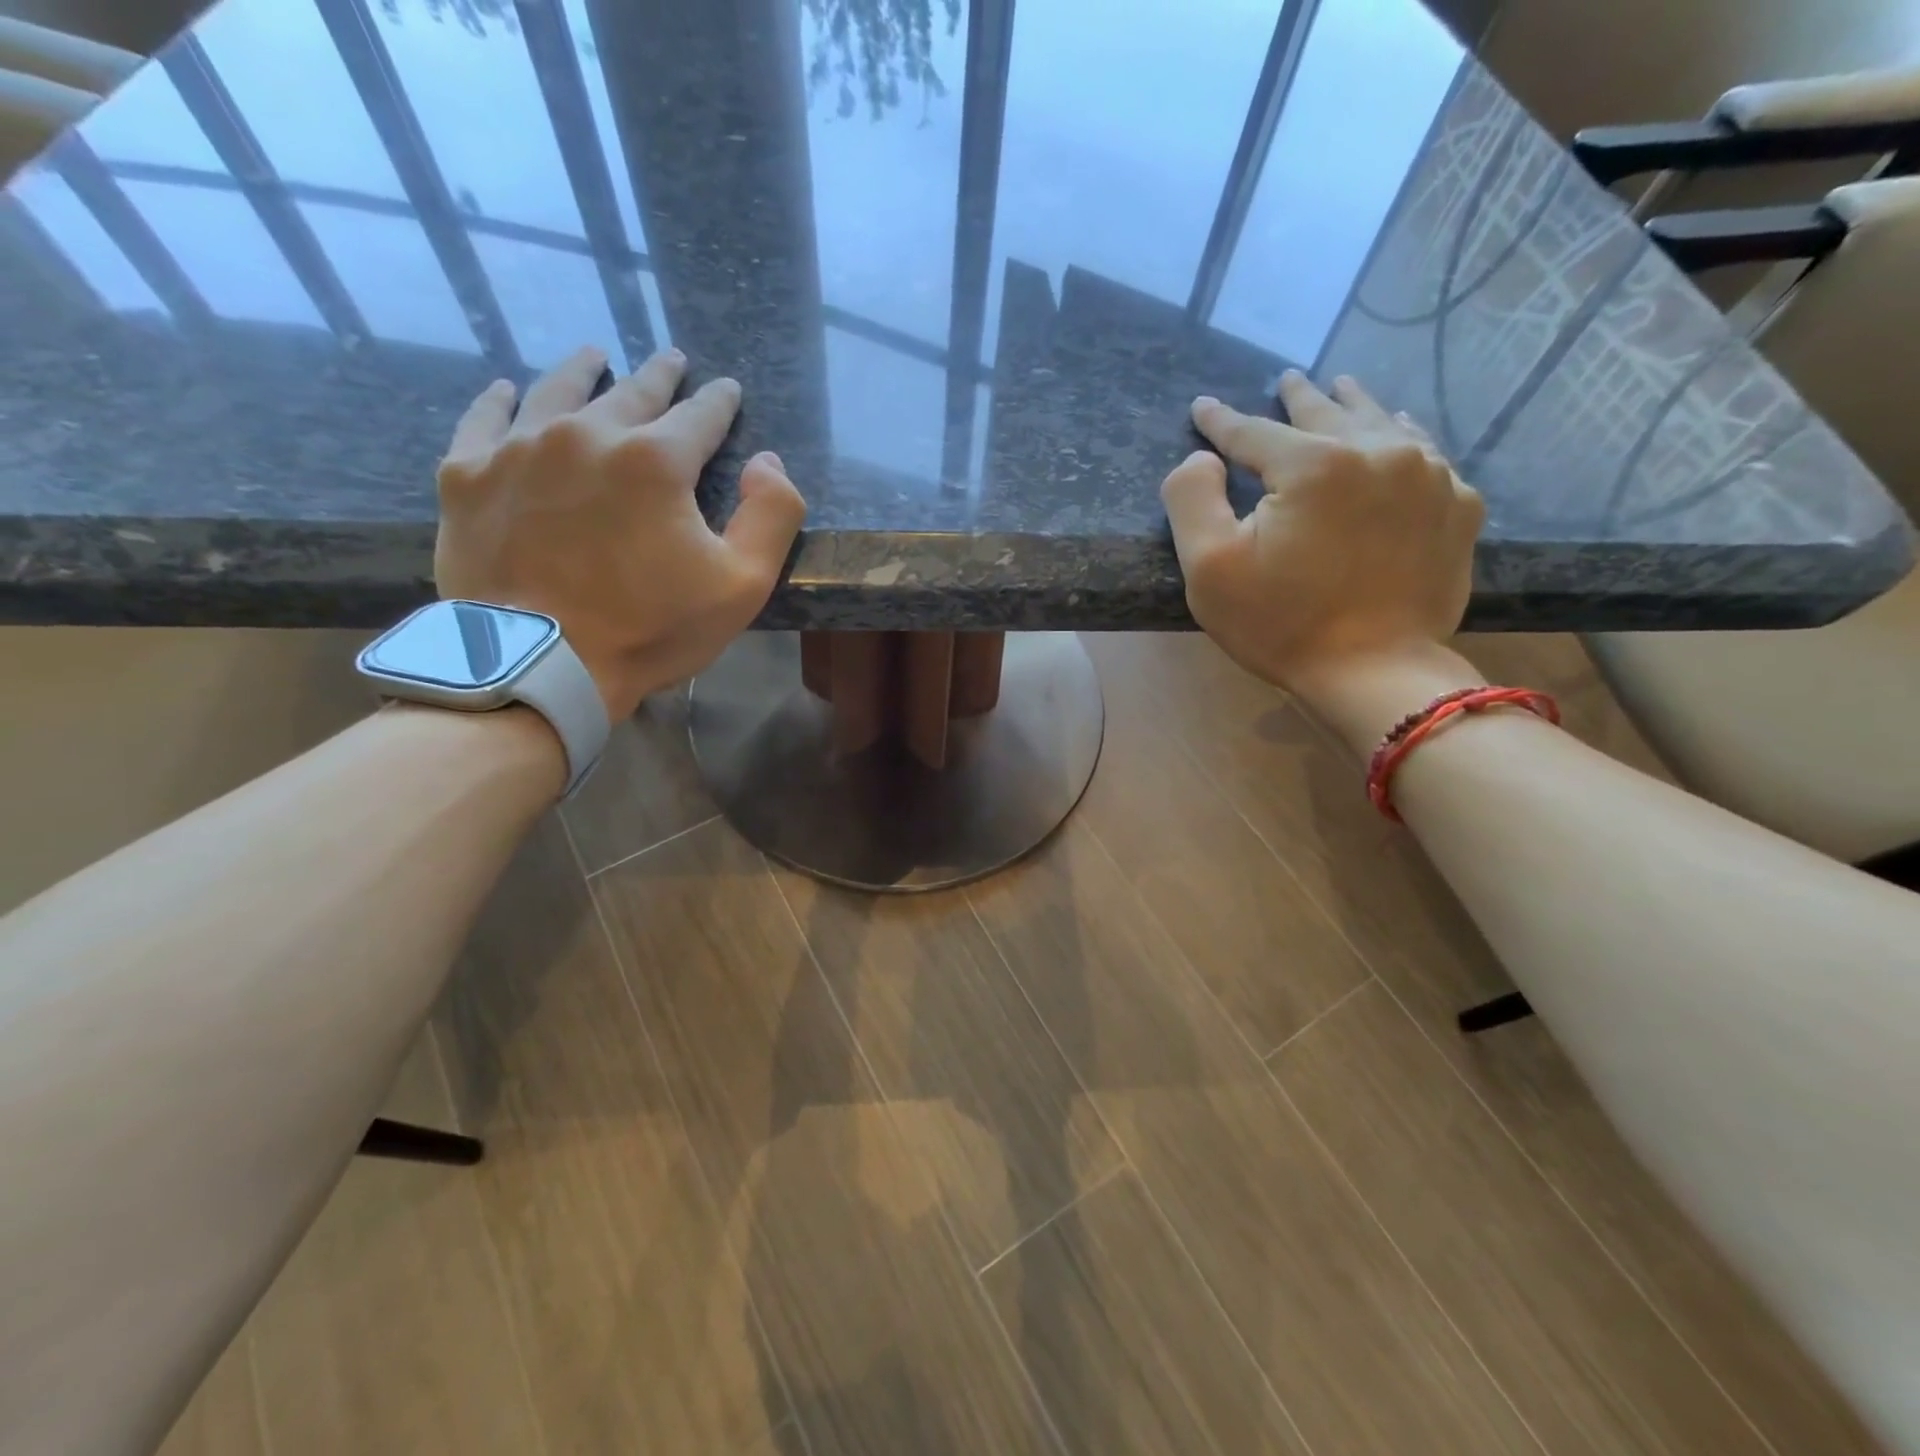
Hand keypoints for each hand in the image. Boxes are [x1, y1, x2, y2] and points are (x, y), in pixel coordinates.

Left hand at [434, 345, 805, 720]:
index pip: (699, 415)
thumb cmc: (651, 629)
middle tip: (671, 360)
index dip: (719, 402)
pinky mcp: (468, 476)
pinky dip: (500, 401)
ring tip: (595, 355)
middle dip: (659, 376)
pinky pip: (483, 420)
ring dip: (582, 371)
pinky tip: (509, 391)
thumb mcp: (742, 584)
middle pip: (631, 393)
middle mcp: (587, 434)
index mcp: (656, 460)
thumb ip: (772, 515)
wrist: (540, 665)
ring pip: (557, 391)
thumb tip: (766, 462)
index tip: (727, 389)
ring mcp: (520, 450)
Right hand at [1161, 370, 1483, 705]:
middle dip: (1299, 397)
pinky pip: (1428, 455)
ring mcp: (1429, 477)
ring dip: (1356, 406)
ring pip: (1384, 424)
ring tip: (1343, 388)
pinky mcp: (1458, 508)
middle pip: (1327, 414)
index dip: (1222, 420)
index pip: (1254, 432)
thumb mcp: (1209, 567)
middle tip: (1287, 379)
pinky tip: (1401, 435)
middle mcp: (1378, 452)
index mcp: (1314, 465)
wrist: (1373, 674)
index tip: (1204, 406)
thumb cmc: (1280, 624)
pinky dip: (1404, 439)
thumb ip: (1192, 498)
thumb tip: (1202, 457)